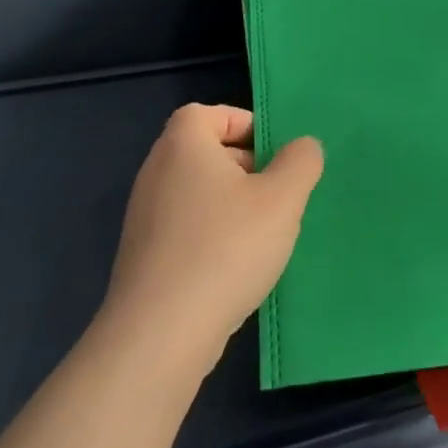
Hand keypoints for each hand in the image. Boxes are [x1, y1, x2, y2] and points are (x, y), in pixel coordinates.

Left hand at [103, 104, 323, 370]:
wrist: (161, 334)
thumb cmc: (226, 248)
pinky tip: (237, 266)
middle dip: (246, 167)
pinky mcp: (145, 256)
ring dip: (233, 205)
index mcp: (183, 145)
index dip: (245, 125)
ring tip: (264, 234)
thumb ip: (301, 162)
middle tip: (278, 194)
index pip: (209, 113)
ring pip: (199, 193)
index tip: (275, 154)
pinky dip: (213, 235)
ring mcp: (145, 217)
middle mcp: (156, 173)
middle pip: (205, 152)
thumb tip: (302, 147)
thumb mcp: (282, 198)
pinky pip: (187, 228)